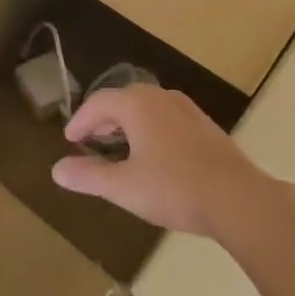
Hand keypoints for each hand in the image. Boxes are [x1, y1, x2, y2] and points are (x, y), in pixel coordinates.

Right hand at [49, 83, 282, 237]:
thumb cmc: (174, 188)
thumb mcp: (124, 186)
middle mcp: (161, 97)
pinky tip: (154, 154)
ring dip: (128, 123)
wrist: (237, 198)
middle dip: (104, 118)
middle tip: (90, 140)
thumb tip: (57, 170)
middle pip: (124, 99)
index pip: (99, 102)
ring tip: (118, 146)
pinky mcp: (205, 126)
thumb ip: (89, 176)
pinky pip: (166, 118)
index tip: (69, 139)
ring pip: (147, 107)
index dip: (80, 120)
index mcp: (137, 104)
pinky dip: (150, 128)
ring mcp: (187, 109)